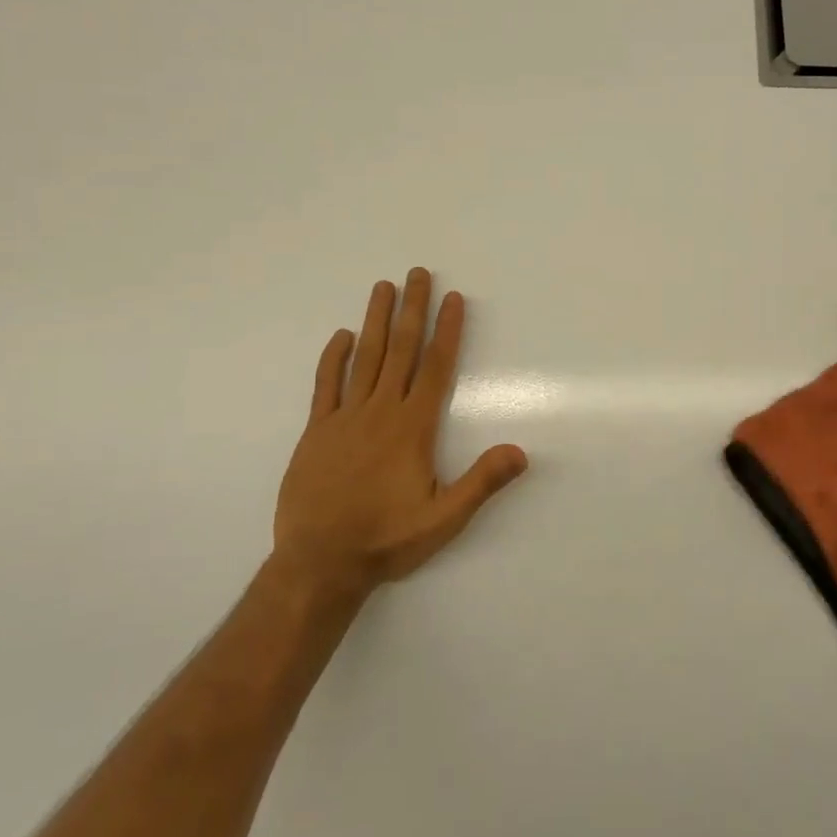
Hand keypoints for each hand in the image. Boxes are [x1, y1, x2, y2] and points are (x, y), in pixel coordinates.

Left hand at [270, 268, 527, 605]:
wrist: (319, 564)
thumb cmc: (386, 540)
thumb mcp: (444, 519)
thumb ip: (481, 483)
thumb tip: (521, 451)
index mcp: (412, 428)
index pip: (435, 367)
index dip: (447, 330)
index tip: (453, 298)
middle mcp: (380, 412)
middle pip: (400, 349)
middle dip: (412, 309)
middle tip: (418, 273)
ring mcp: (344, 418)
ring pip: (364, 358)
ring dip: (376, 320)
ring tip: (383, 286)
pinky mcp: (316, 431)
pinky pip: (325, 385)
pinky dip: (333, 358)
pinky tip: (341, 335)